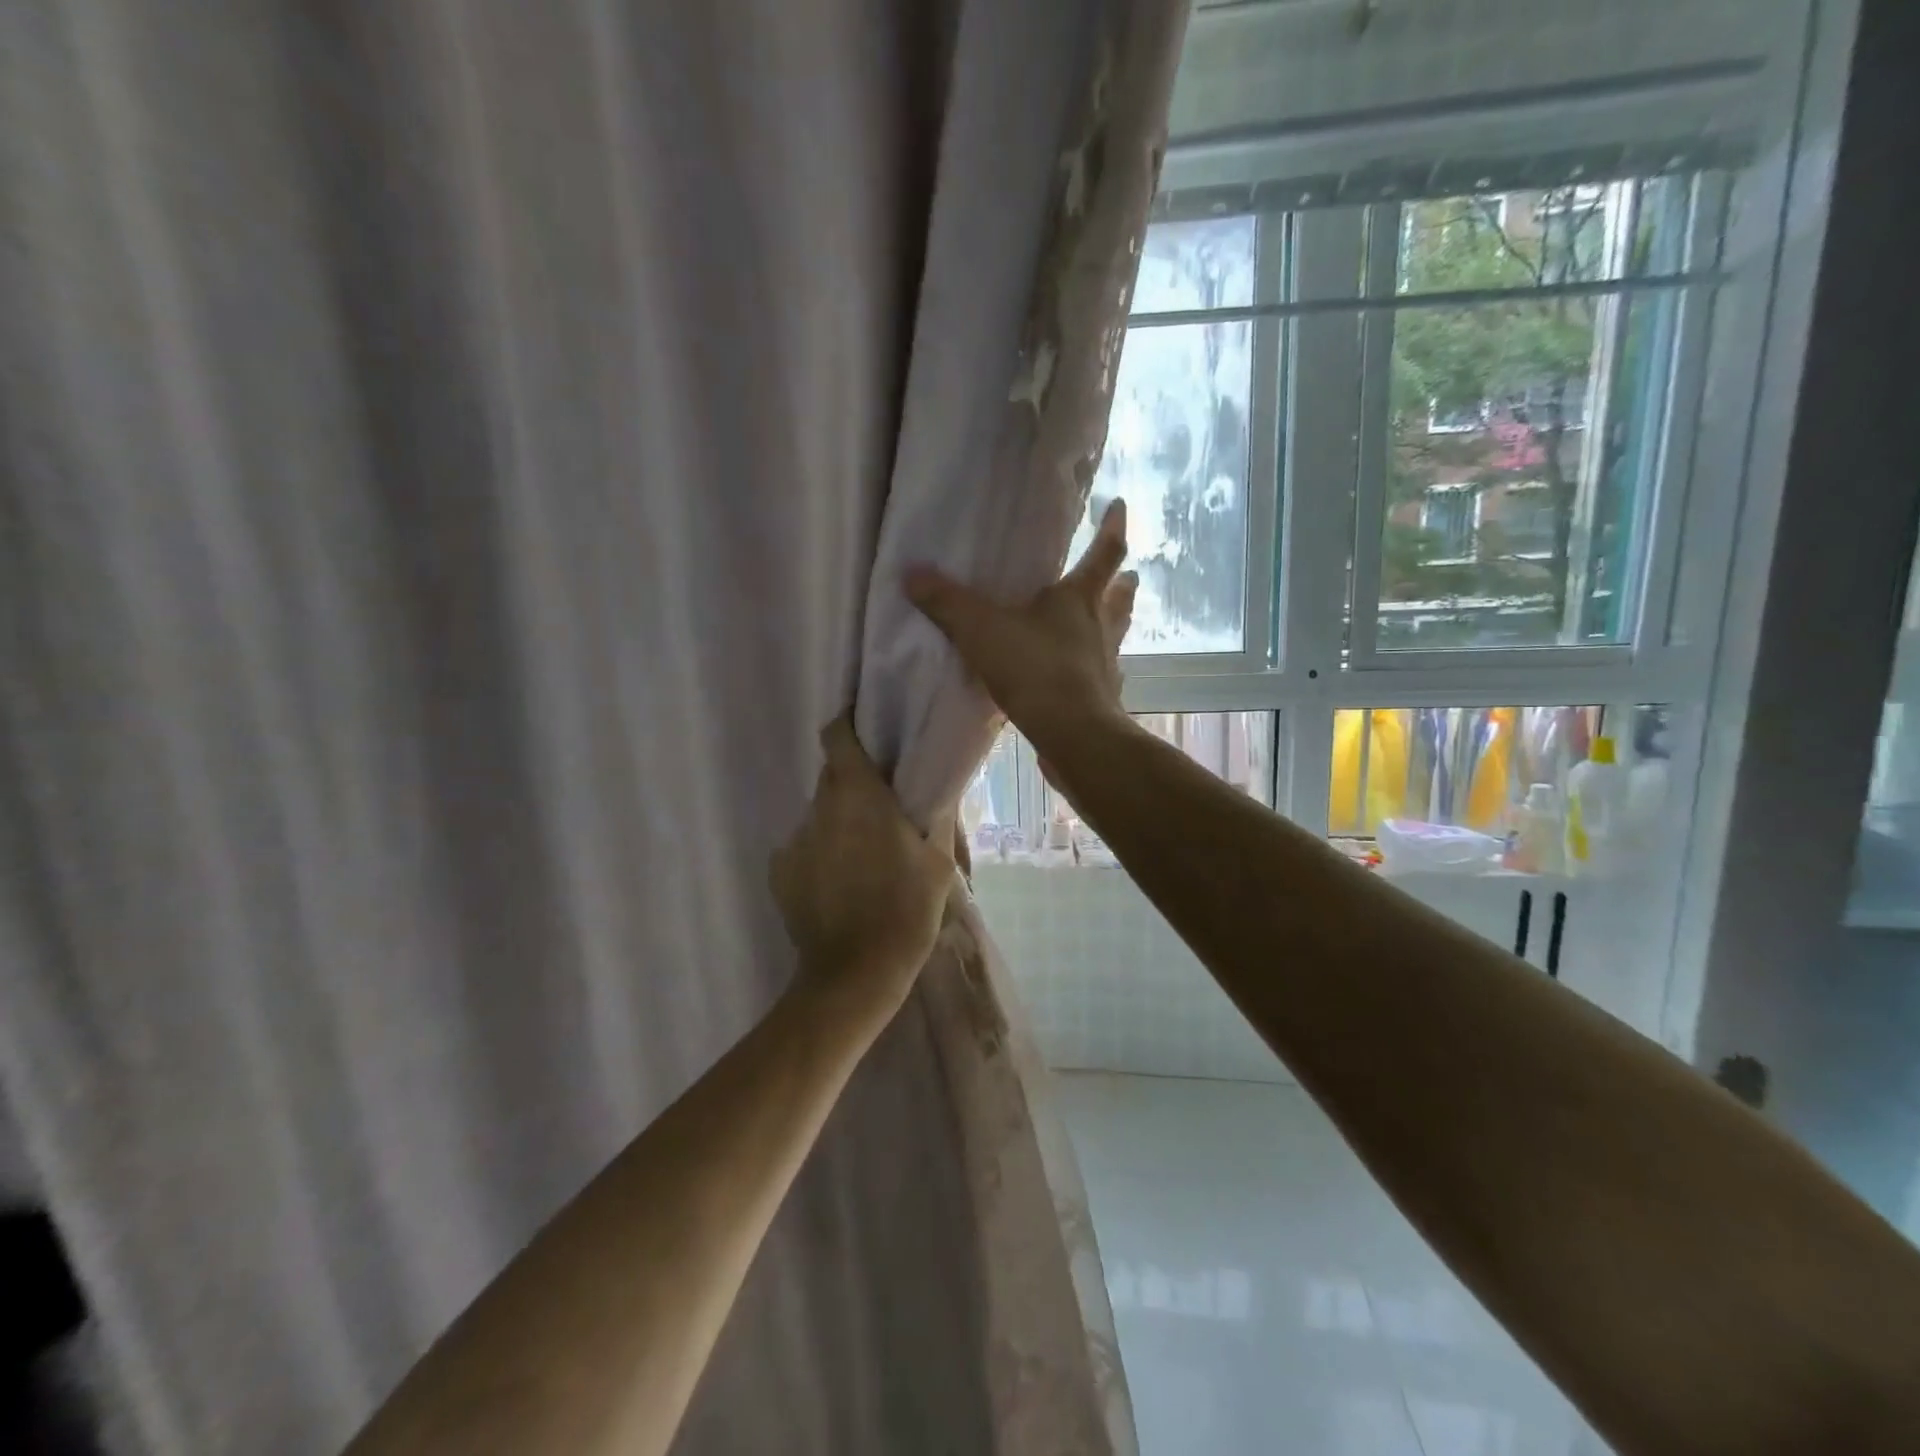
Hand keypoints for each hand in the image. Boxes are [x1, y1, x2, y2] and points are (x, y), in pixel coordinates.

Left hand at [769, 715, 955, 1012]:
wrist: (855, 974)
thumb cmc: (907, 910)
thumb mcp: (939, 861)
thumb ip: (937, 815)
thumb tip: (937, 786)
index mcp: (858, 795)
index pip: (837, 736)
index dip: (848, 725)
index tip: (866, 730)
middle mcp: (819, 808)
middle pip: (831, 776)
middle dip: (853, 782)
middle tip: (881, 806)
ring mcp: (794, 840)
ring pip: (819, 815)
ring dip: (839, 822)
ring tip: (863, 858)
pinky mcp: (778, 872)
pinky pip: (803, 847)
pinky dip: (820, 854)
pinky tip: (839, 886)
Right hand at [905, 498, 1136, 756]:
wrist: (1071, 734)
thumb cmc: (1034, 669)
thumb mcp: (981, 630)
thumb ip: (947, 603)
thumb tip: (912, 573)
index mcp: (1079, 598)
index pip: (1104, 552)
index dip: (1111, 527)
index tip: (1119, 506)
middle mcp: (1101, 626)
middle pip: (1119, 597)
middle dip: (1122, 581)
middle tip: (1128, 574)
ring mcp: (1106, 664)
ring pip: (1116, 635)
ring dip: (1115, 623)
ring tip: (1107, 620)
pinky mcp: (1102, 699)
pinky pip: (1101, 675)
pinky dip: (1096, 669)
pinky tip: (1083, 676)